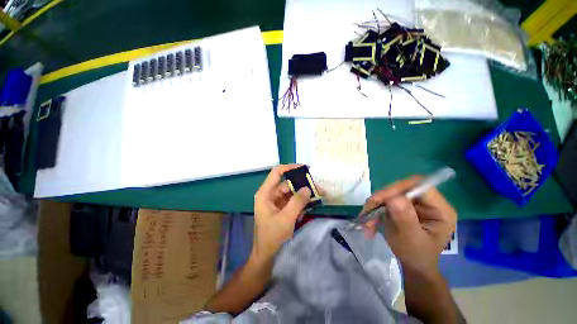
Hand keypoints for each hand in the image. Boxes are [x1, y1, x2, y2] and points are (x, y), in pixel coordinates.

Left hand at [252, 164, 311, 260]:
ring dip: (303, 195)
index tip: (304, 168)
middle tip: (317, 188)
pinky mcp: (281, 208)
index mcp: (266, 193)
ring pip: (291, 193)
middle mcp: (270, 194)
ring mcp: (276, 202)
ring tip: (317, 197)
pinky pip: (292, 201)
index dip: (290, 168)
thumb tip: (308, 188)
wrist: (266, 255)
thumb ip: (298, 202)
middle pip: (287, 183)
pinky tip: (306, 209)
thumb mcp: (286, 218)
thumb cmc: (272, 236)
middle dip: (302, 185)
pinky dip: (300, 204)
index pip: (277, 172)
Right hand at [362, 176, 456, 273]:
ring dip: (374, 207)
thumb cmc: (416, 256)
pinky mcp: (402, 206)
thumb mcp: (411, 239)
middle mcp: (427, 202)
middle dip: (381, 199)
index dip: (398, 188)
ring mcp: (413, 203)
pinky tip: (369, 224)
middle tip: (367, 211)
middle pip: (401, 188)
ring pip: (388, 194)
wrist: (413, 265)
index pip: (420, 186)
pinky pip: (383, 201)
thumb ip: (405, 218)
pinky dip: (373, 211)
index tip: (379, 199)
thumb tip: (394, 198)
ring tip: (366, 223)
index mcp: (440, 209)